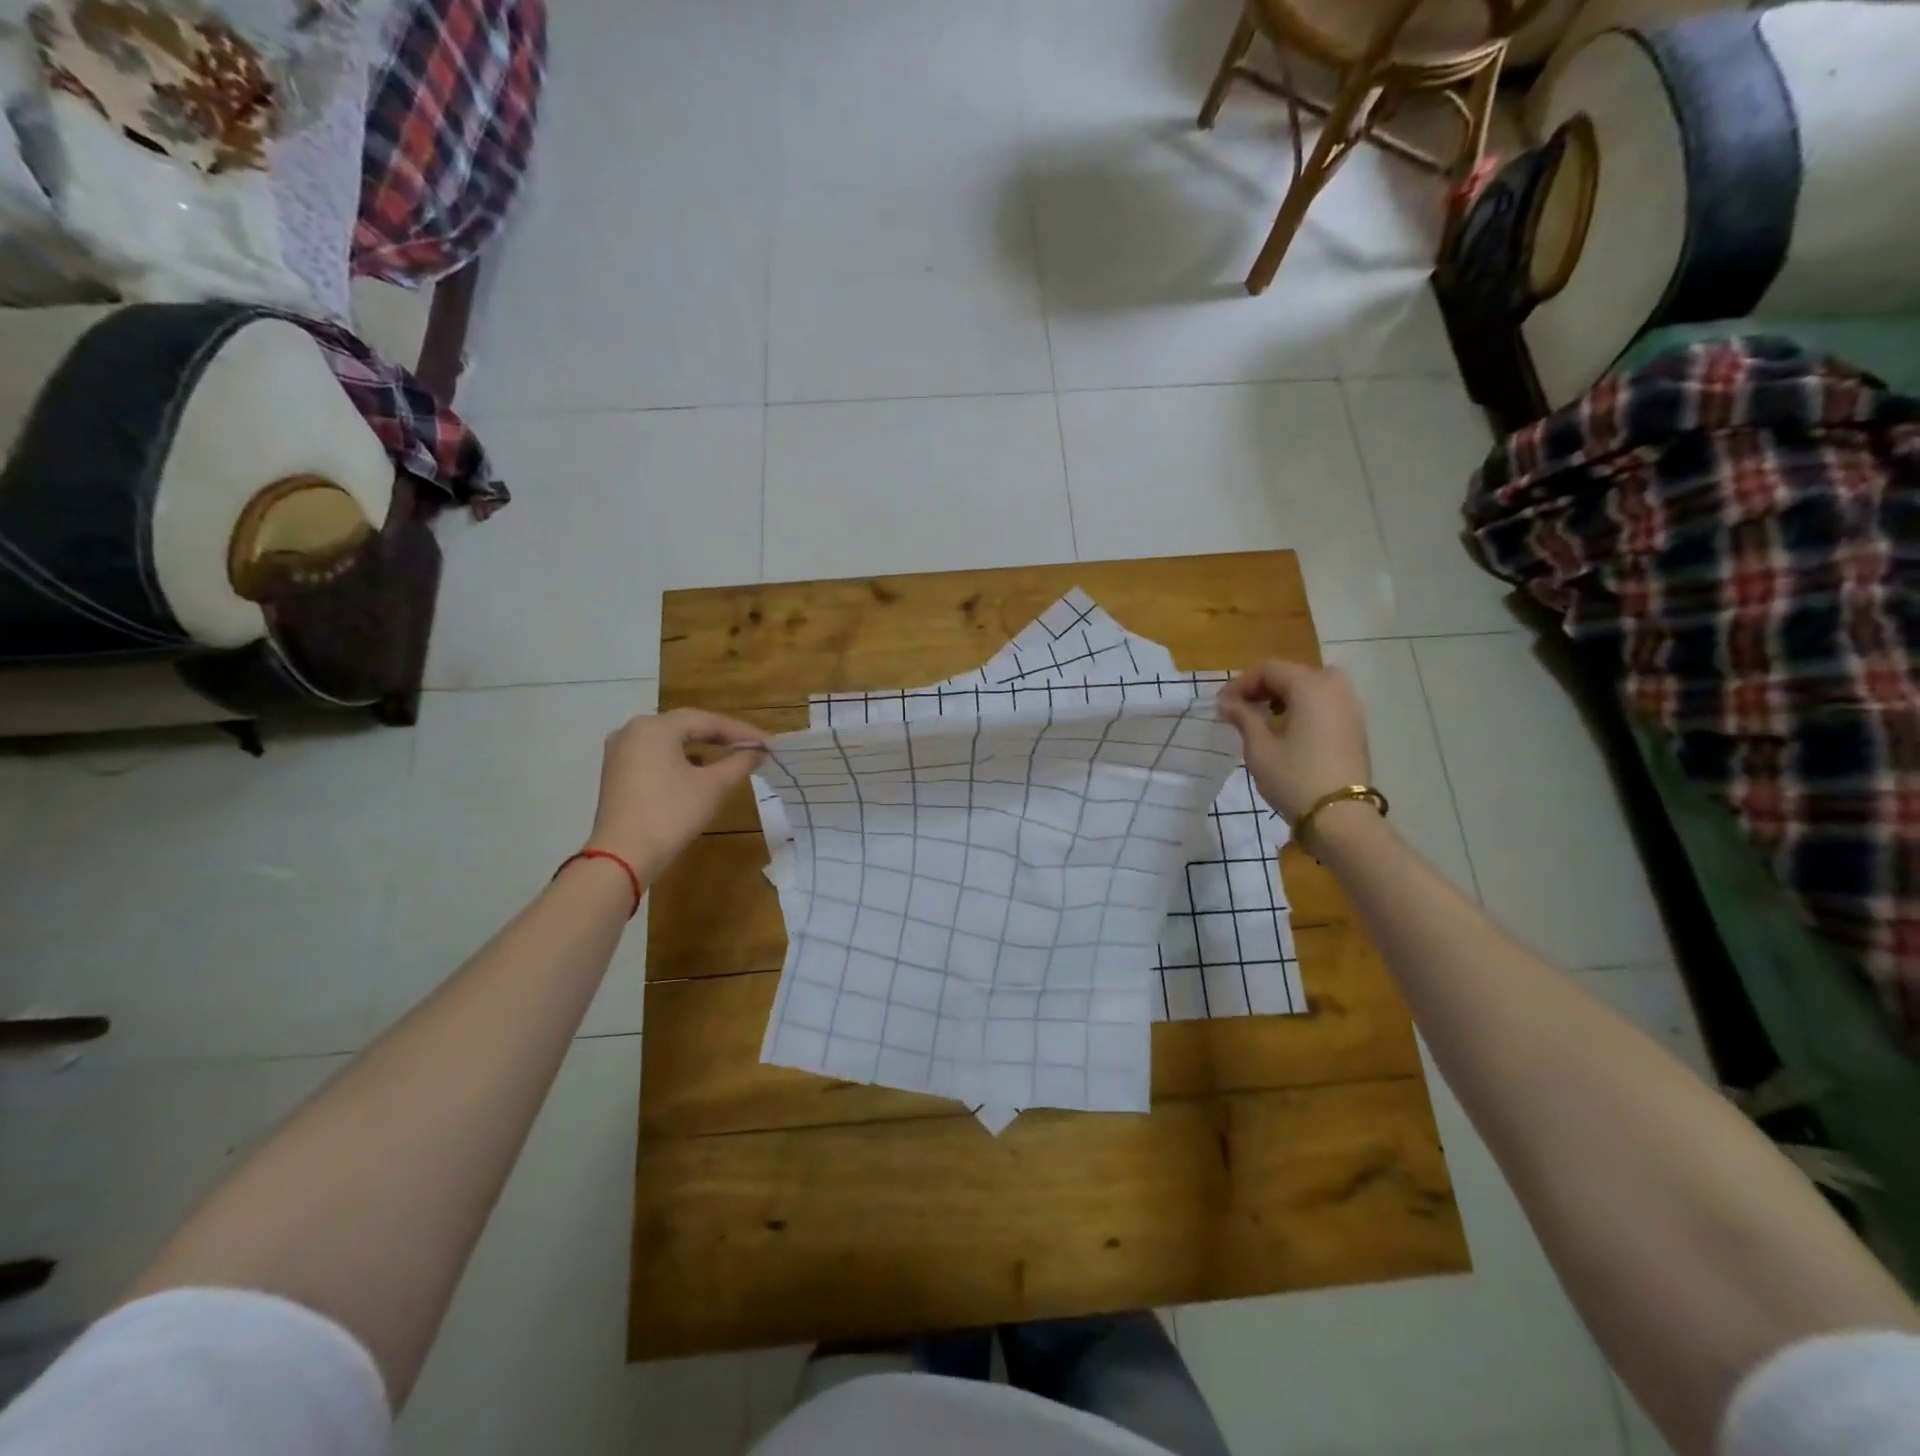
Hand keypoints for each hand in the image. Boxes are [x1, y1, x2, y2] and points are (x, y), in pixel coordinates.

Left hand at [587, 710, 767, 880]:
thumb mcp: (712, 786)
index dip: (741, 731)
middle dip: (721, 736)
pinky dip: (680, 759)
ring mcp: (620, 751)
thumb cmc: (671, 813)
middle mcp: (633, 730)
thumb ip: (739, 762)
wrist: (623, 856)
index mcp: (655, 727)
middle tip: (752, 745)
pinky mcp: (616, 772)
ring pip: (670, 741)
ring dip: (701, 746)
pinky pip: (655, 755)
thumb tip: (760, 751)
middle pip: (686, 726)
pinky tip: (698, 769)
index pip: (707, 720)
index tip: (768, 742)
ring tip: (730, 754)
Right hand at [1216, 660, 1371, 823]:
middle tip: (1244, 708)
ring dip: (1287, 695)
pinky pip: (1327, 703)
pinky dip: (1306, 707)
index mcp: (1310, 687)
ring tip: (1267, 718)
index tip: (1222, 705)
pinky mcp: (1356, 727)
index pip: (1270, 670)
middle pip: (1294, 673)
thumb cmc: (1294, 778)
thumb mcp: (1259, 747)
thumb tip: (1226, 703)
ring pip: (1314, 686)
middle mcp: (1335, 689)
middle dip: (1265, 687)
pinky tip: (1290, 730)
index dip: (1242, 684)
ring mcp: (1351, 708)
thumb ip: (1243, 717)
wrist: (1339, 817)